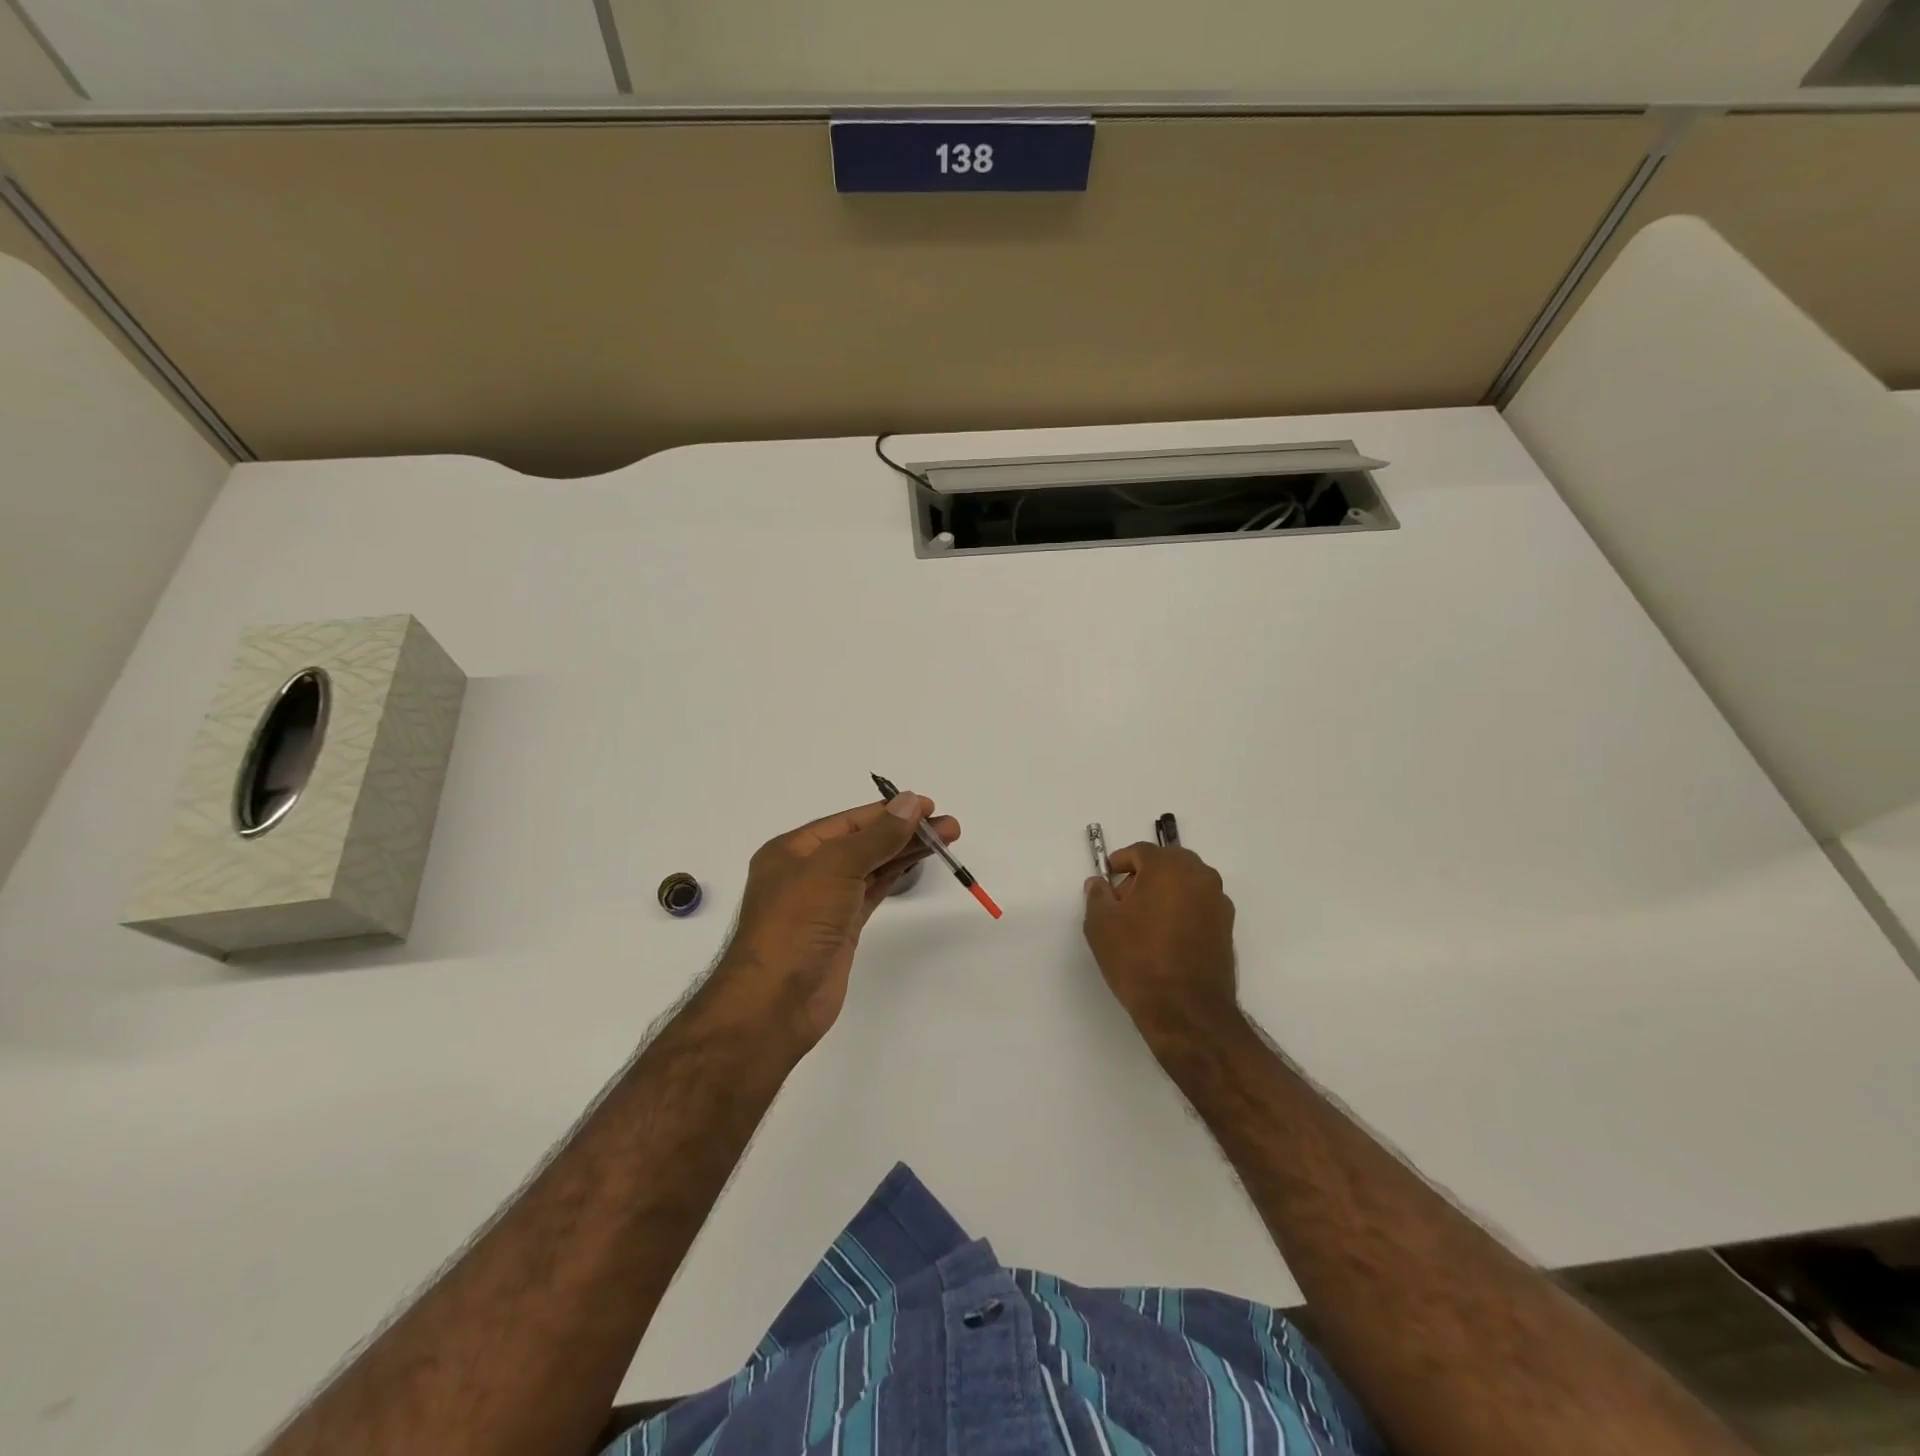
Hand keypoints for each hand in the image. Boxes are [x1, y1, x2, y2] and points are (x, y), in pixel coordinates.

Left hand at [714, 792, 959, 1049]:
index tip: (928, 806)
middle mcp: (807, 871)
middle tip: (949, 826)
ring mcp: (825, 902)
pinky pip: (871, 892)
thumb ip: (877, 836)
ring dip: (905, 852)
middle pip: (864, 842)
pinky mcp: (841, 929)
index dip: (888, 811)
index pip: (849, 821)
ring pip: (871, 867)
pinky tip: (915, 864)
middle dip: (905, 831)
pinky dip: (894, 877)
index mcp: (793, 850)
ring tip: (946, 840)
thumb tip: (909, 802)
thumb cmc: (798, 922)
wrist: (776, 1001)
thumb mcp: (836, 867)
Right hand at [1084, 843, 1239, 1045]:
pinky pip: (1199, 905)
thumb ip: (1097, 895)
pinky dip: (1182, 909)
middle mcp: (1200, 877)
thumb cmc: (1138, 959)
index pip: (1141, 851)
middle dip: (1145, 874)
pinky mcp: (1227, 928)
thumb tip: (1100, 884)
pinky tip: (1165, 936)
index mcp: (1169, 867)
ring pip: (1187, 883)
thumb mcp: (1101, 925)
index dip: (1121, 862)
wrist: (1185, 1010)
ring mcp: (1218, 902)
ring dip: (1166, 891)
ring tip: (1144, 921)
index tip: (1108, 879)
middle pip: (1168, 862)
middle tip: (1124, 900)